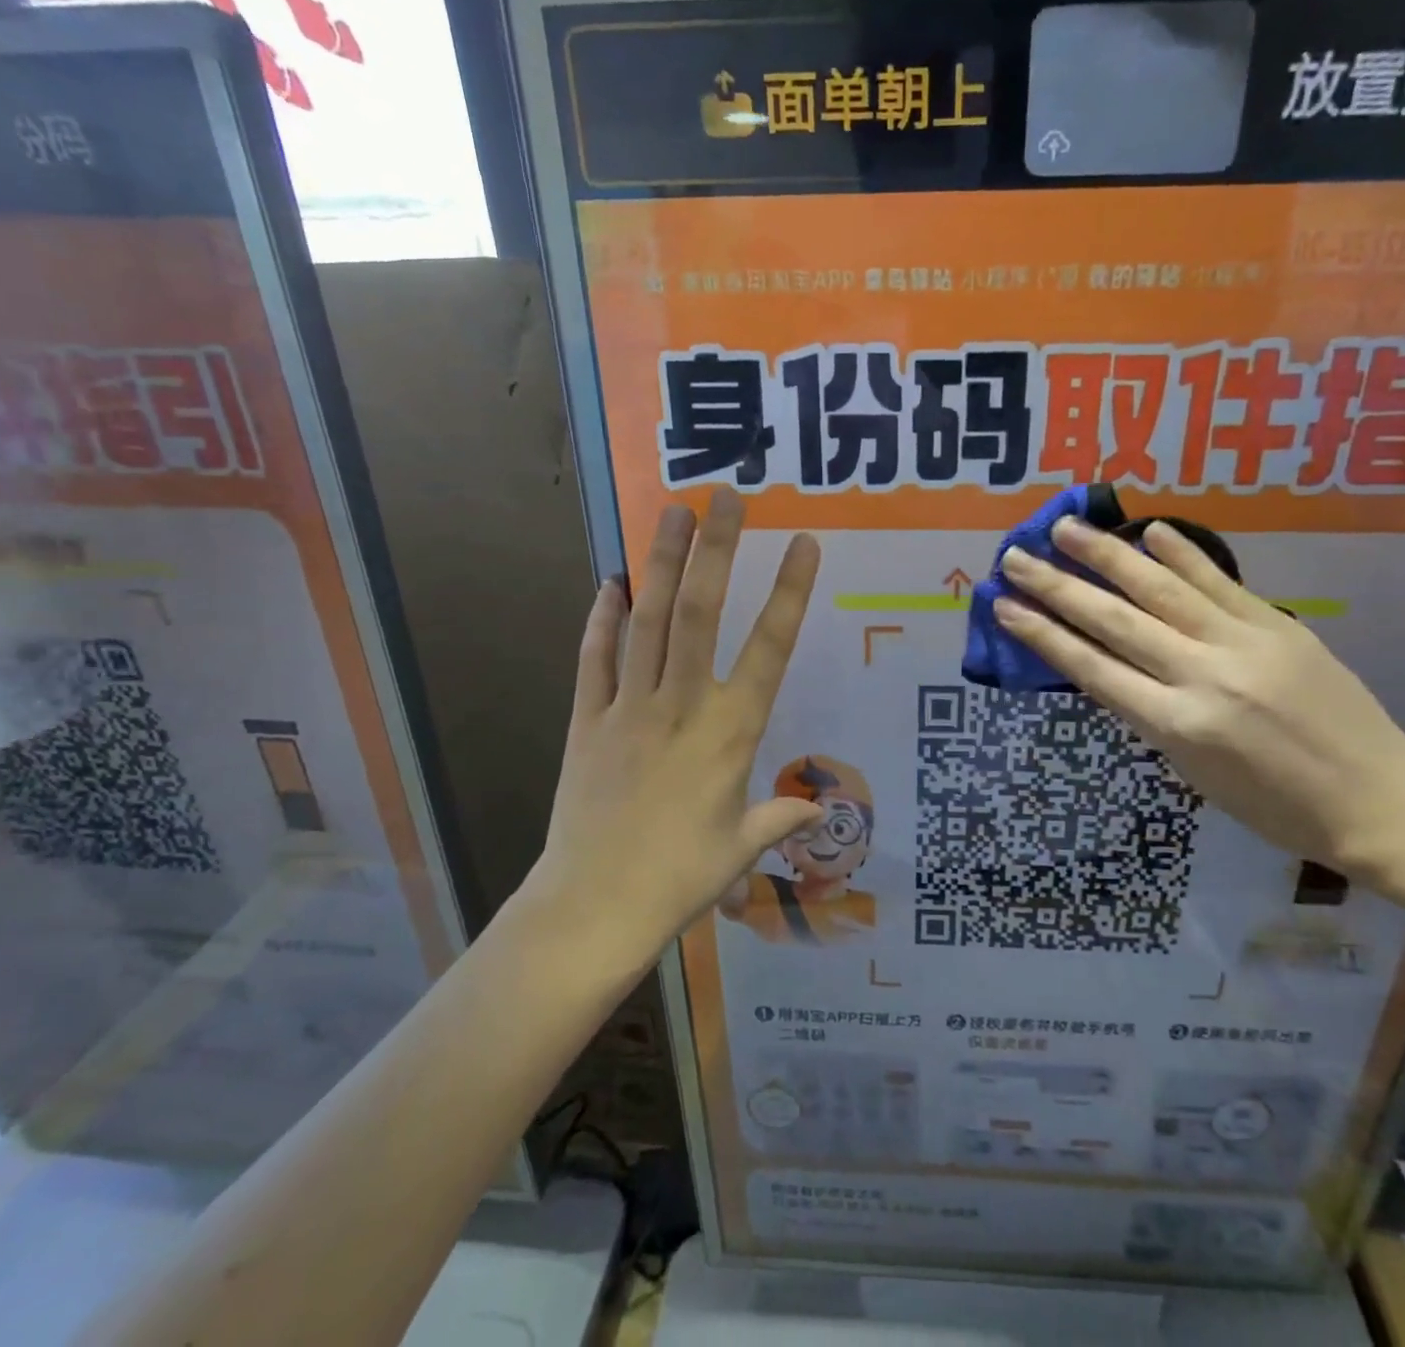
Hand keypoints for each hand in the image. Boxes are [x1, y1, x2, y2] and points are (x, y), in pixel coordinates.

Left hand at [517, 491, 822, 971]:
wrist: (593, 907)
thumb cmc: (681, 878)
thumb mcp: (742, 849)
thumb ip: (781, 818)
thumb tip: (818, 811)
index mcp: (731, 732)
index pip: (770, 649)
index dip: (789, 593)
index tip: (804, 544)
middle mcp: (682, 705)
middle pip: (700, 614)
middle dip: (717, 550)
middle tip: (726, 497)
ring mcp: (628, 708)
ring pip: (647, 621)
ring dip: (661, 563)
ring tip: (672, 512)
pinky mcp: (585, 721)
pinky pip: (594, 659)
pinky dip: (601, 619)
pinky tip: (609, 583)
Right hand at [994, 518, 1404, 872]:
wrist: (1377, 799)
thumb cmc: (1274, 806)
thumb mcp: (1192, 773)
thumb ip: (1150, 716)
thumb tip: (1113, 666)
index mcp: (1176, 726)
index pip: (1091, 668)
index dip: (1042, 635)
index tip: (1004, 607)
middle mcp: (1202, 676)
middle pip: (1114, 621)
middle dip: (1057, 588)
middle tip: (1015, 557)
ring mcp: (1243, 644)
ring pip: (1161, 589)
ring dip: (1107, 555)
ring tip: (1065, 528)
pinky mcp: (1278, 625)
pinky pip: (1220, 583)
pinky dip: (1183, 553)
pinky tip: (1149, 529)